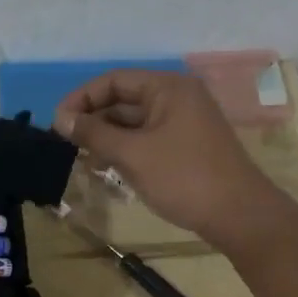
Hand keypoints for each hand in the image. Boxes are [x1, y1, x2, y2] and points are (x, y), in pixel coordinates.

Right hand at [53, 70, 283, 245]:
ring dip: (108, 136)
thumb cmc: (184, 178)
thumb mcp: (133, 154)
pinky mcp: (188, 145)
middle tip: (66, 144)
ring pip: (136, 121)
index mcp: (168, 87)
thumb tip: (60, 118)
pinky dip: (127, 148)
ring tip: (82, 157)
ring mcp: (186, 121)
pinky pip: (149, 137)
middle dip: (95, 119)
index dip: (82, 98)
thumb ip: (94, 133)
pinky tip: (108, 166)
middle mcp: (178, 97)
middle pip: (125, 98)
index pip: (114, 80)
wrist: (239, 216)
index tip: (57, 123)